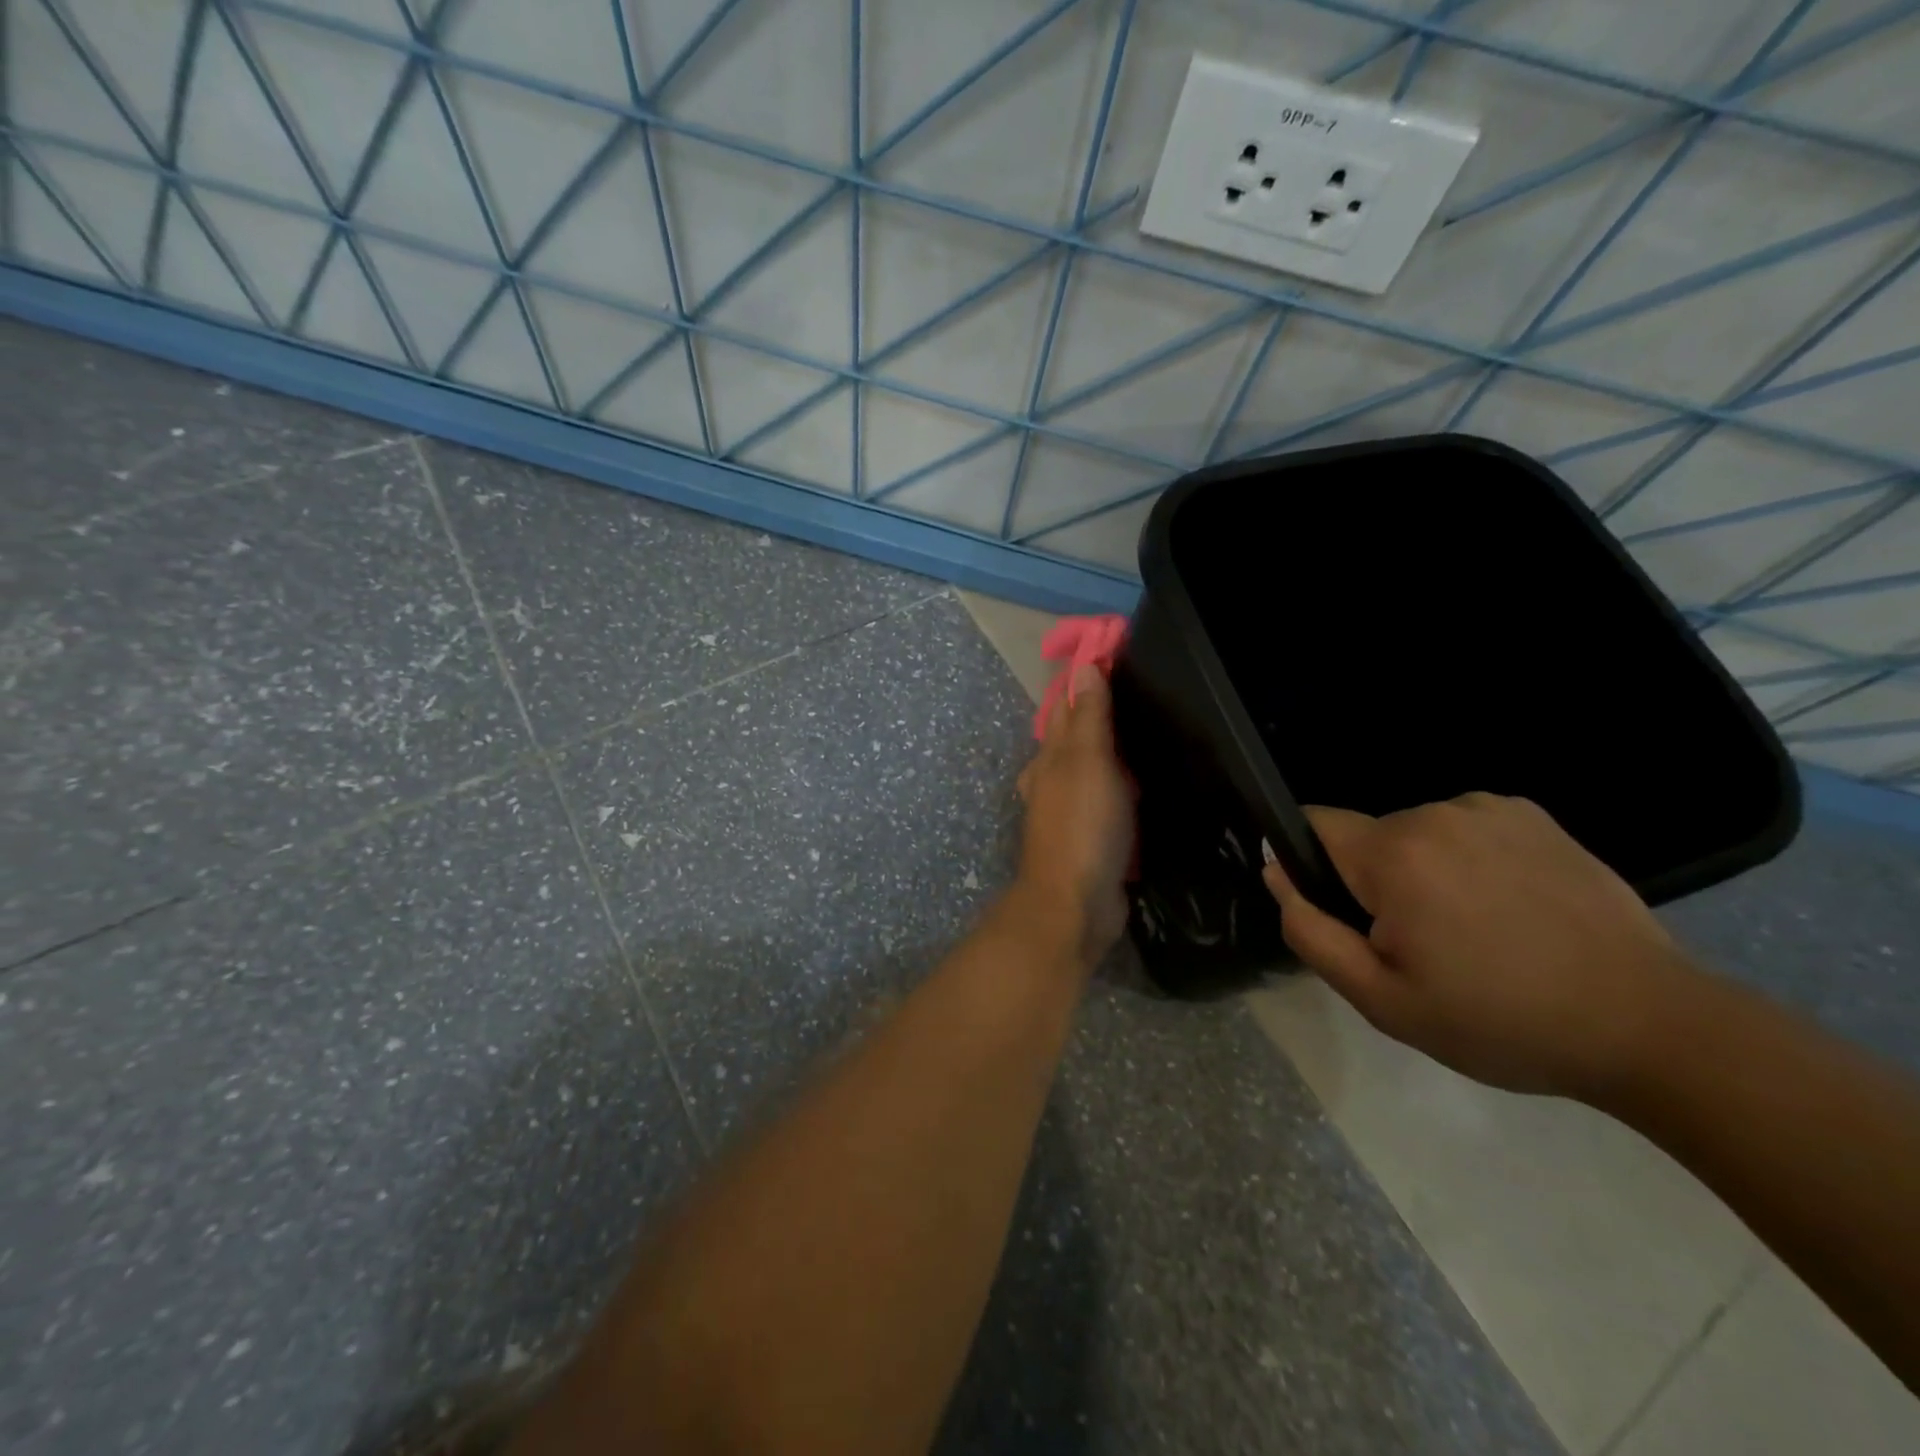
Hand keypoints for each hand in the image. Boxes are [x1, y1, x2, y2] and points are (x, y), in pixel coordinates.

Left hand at [1014, 667, 1134, 965]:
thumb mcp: (1088, 763)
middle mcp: (1053, 782)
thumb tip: (1083, 667)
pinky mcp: (1090, 842)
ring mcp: (1070, 815)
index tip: (1118, 660)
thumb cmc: (1082, 826)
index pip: (1067, 709)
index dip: (1088, 685)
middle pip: (1078, 742)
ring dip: (1114, 758)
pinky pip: (1108, 806)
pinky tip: (1146, 791)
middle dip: (1101, 720)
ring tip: (1153, 738)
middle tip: (1146, 698)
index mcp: (1049, 759)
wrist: (1075, 905)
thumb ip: (1089, 718)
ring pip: (1093, 774)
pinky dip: (1123, 793)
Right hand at [1262, 793, 1697, 1099]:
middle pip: (1368, 838)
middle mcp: (1436, 813)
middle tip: (1420, 946)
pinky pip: (1466, 828)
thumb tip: (1276, 873)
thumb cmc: (1500, 1021)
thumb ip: (1310, 931)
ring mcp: (1490, 808)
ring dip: (1423, 871)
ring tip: (1474, 931)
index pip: (1312, 825)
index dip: (1309, 865)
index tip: (1345, 915)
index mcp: (1395, 855)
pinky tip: (1510, 908)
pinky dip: (1469, 859)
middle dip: (1374, 881)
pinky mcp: (1534, 815)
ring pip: (1417, 834)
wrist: (1648, 1025)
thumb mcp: (1382, 999)